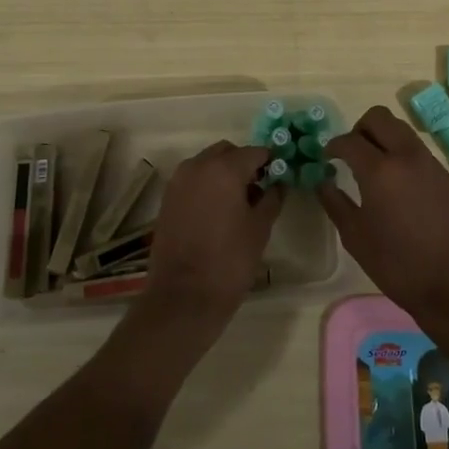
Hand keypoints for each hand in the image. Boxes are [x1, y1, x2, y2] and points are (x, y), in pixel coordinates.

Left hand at [140, 140, 282, 336]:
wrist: (183, 297)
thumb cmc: (229, 261)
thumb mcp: (260, 228)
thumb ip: (272, 198)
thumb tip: (278, 183)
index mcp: (224, 168)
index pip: (255, 152)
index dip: (271, 162)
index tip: (280, 176)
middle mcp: (198, 165)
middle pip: (228, 152)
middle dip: (244, 164)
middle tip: (259, 189)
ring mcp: (179, 181)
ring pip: (208, 163)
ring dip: (224, 173)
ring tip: (238, 203)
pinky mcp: (167, 198)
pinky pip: (193, 179)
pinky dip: (207, 185)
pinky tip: (217, 212)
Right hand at [319, 106, 448, 336]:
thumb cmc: (398, 266)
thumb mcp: (356, 237)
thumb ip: (334, 202)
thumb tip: (322, 181)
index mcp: (380, 170)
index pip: (349, 140)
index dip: (333, 146)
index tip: (327, 158)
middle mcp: (406, 156)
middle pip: (378, 117)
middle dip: (359, 129)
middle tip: (351, 154)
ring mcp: (430, 163)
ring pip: (401, 130)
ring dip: (382, 138)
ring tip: (373, 168)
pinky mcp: (446, 176)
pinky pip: (417, 150)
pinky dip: (401, 154)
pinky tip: (397, 186)